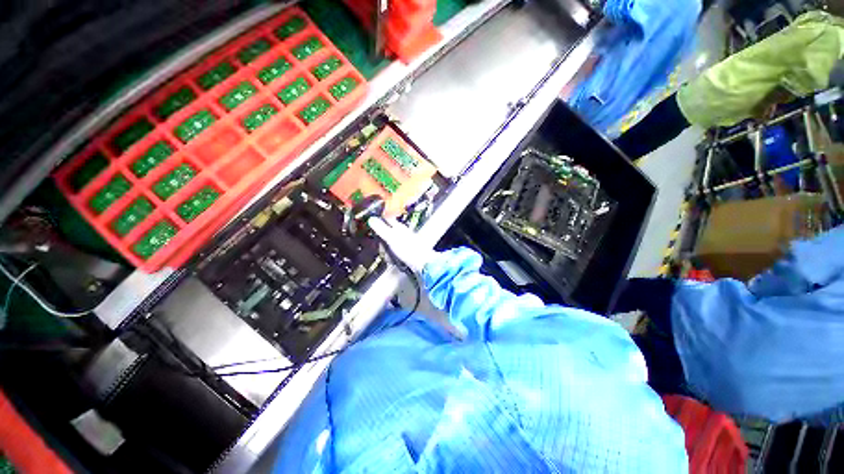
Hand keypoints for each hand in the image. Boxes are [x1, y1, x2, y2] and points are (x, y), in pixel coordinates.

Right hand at [367, 217, 434, 271]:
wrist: (422, 263)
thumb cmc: (408, 249)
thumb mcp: (391, 238)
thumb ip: (381, 228)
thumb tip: (371, 219)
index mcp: (398, 227)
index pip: (386, 219)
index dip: (378, 221)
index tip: (372, 227)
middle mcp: (401, 233)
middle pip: (386, 233)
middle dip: (381, 242)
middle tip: (383, 249)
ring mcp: (403, 242)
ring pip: (389, 244)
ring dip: (386, 251)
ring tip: (389, 257)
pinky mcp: (405, 251)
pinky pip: (393, 252)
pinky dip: (391, 256)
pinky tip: (393, 260)